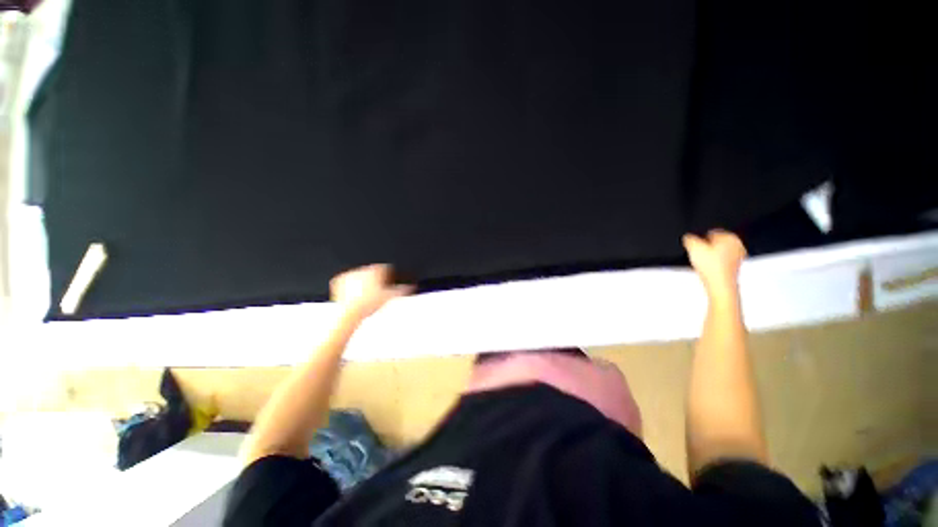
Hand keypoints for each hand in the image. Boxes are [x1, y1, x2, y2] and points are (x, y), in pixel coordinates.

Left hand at [330, 264, 412, 319]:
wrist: (351, 312)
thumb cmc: (368, 304)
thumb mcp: (391, 296)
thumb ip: (403, 289)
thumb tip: (412, 286)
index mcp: (375, 270)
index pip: (385, 268)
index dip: (389, 275)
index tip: (388, 282)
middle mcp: (362, 269)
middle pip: (373, 271)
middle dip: (375, 279)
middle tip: (377, 291)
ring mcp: (350, 274)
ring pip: (360, 275)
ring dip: (363, 282)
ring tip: (366, 295)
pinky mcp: (339, 280)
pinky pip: (347, 280)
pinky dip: (351, 286)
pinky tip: (355, 294)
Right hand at [682, 230, 746, 295]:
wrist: (720, 284)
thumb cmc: (712, 267)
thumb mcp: (693, 247)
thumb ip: (689, 238)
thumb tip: (688, 237)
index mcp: (730, 236)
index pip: (713, 231)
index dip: (700, 238)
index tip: (695, 244)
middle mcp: (738, 245)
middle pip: (717, 242)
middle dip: (706, 247)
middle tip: (698, 254)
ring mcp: (739, 257)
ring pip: (719, 252)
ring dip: (710, 256)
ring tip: (702, 262)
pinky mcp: (736, 267)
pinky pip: (721, 262)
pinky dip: (714, 264)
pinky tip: (708, 269)